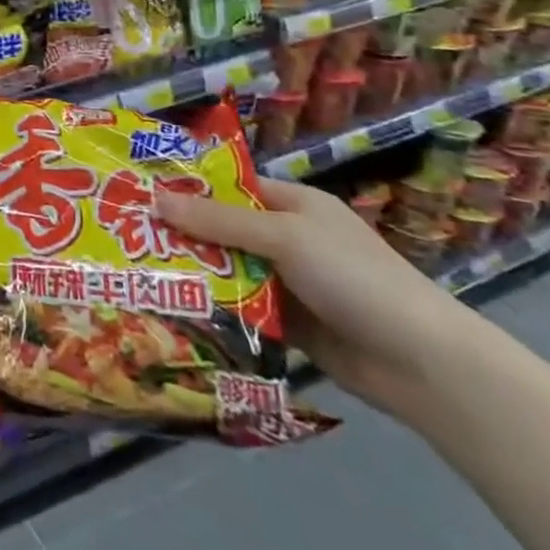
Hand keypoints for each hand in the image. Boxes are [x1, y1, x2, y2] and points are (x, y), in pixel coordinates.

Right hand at [156, 176, 475, 417]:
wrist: (423, 364)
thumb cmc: (354, 277)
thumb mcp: (283, 236)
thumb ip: (218, 220)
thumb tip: (154, 199)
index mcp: (293, 204)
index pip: (230, 185)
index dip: (188, 186)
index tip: (139, 192)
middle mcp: (288, 238)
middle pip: (223, 229)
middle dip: (182, 233)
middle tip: (126, 236)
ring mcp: (288, 282)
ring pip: (229, 270)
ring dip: (195, 273)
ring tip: (139, 273)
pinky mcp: (288, 323)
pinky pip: (242, 308)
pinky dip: (216, 308)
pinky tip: (175, 308)